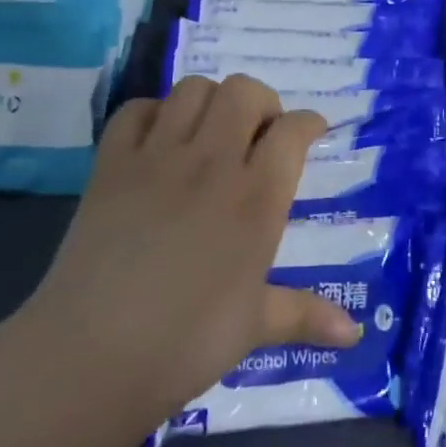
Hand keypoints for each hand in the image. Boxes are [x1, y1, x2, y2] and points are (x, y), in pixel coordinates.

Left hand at [21, 75, 360, 419]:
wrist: (90, 356)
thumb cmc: (186, 344)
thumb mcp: (255, 327)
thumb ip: (306, 315)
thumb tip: (354, 333)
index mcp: (257, 198)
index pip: (293, 131)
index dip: (309, 123)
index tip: (312, 132)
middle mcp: (213, 163)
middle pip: (245, 92)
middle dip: (261, 102)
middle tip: (259, 135)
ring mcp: (158, 157)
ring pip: (193, 89)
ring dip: (211, 101)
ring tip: (212, 133)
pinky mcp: (111, 164)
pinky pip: (137, 110)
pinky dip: (154, 113)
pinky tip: (160, 141)